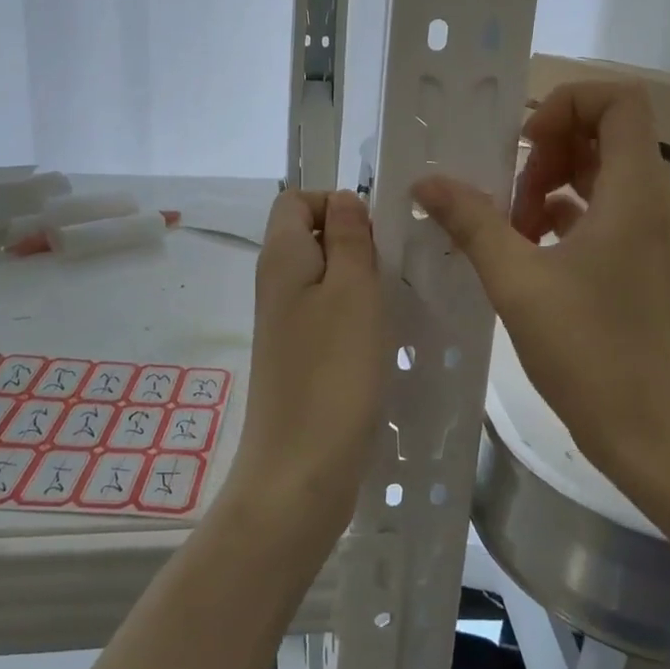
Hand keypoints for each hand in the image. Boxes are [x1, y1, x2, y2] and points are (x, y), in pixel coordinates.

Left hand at [225, 189, 385, 539]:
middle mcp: (275, 284)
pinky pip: (326, 314)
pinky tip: (380, 336)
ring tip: (394, 300)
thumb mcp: (352, 290)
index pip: (296, 200)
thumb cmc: (333, 372)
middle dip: (354, 241)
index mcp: (281, 257)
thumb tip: (344, 199)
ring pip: (323, 277)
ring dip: (359, 279)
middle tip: (394, 267)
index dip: (335, 203)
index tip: (376, 233)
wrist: (301, 469)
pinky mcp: (298, 356)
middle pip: (311, 236)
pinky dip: (354, 314)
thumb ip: (349, 237)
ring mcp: (285, 323)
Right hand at [412, 81, 669, 480]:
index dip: (566, 104)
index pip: (618, 98)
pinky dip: (565, 214)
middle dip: (548, 151)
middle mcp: (653, 200)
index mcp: (635, 190)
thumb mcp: (517, 281)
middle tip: (510, 197)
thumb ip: (471, 222)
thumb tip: (426, 182)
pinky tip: (528, 251)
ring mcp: (653, 233)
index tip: (524, 146)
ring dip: (551, 185)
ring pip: (602, 173)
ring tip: (512, 229)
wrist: (653, 432)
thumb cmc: (589, 351)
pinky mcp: (644, 261)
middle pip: (605, 132)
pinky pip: (604, 210)